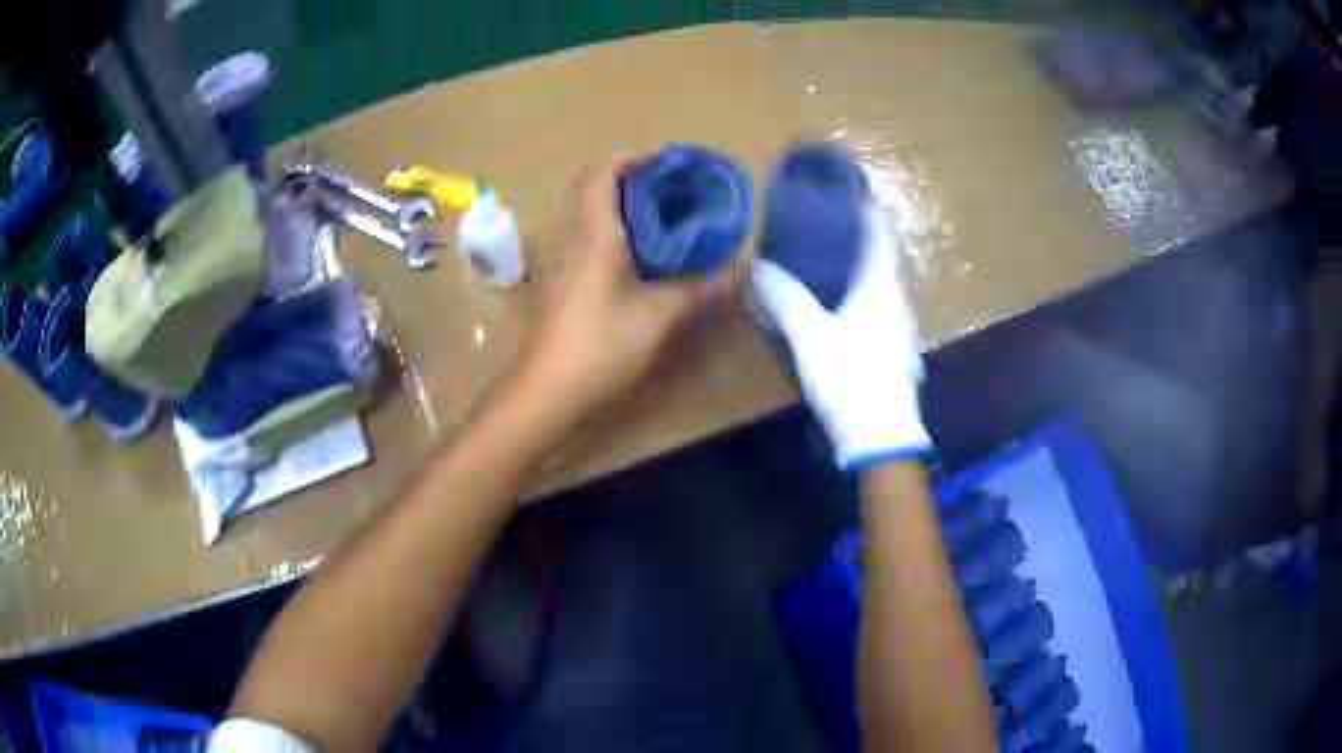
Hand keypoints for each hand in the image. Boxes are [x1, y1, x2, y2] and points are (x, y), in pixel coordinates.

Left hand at [516, 154, 731, 424]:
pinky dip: (610, 232)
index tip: (665, 163)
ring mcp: (560, 261)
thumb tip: (732, 271)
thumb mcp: (658, 317)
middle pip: (591, 187)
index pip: (601, 171)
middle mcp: (571, 237)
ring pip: (586, 214)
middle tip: (668, 190)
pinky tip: (637, 258)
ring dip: (618, 206)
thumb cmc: (599, 345)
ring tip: (660, 219)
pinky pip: (584, 239)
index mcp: (594, 233)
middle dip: (628, 179)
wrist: (544, 390)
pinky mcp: (558, 283)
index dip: (631, 157)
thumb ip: (696, 289)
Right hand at [750, 204, 930, 468]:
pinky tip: (836, 303)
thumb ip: (784, 298)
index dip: (866, 208)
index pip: (880, 232)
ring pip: (879, 282)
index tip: (846, 189)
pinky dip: (858, 291)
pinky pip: (877, 305)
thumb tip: (758, 267)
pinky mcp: (893, 348)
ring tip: (824, 256)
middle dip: (856, 235)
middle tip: (822, 221)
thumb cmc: (851, 378)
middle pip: (881, 255)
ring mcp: (899, 326)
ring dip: (858, 265)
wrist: (881, 436)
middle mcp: (897, 300)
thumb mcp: (810, 336)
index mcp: (882, 287)